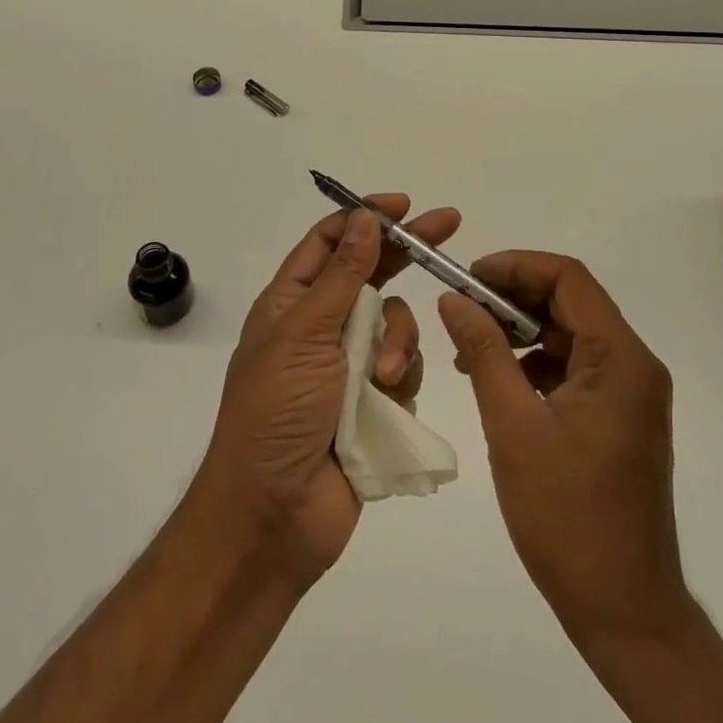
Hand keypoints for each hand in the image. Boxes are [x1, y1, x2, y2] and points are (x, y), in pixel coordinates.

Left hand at [198, 196, 459, 589]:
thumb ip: (342, 276)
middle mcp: (321, 326)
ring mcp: (349, 366)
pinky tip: (391, 400)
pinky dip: (402, 377)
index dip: (364, 217)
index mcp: (292, 302)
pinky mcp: (373, 403)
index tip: (403, 205)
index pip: (330, 241)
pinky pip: (404, 369)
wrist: (273, 517)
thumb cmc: (276, 413)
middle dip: (407, 251)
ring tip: (384, 377)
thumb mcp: (305, 335)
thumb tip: (363, 217)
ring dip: (398, 341)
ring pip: (395, 323)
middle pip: (371, 273)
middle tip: (449, 223)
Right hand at [437, 251, 689, 647]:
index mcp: (621, 359)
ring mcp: (630, 393)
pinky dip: (536, 364)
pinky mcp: (620, 417)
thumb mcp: (513, 426)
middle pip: (570, 302)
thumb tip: (454, 299)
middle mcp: (635, 365)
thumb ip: (484, 352)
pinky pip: (575, 367)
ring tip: (471, 349)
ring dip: (521, 332)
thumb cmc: (566, 517)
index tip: (468, 277)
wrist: (625, 612)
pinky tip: (499, 382)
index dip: (515, 266)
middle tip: (461, 309)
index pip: (568, 279)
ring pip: (570, 334)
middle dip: (513, 298)